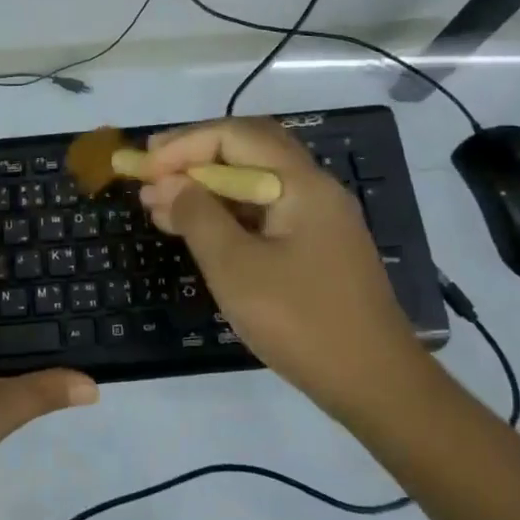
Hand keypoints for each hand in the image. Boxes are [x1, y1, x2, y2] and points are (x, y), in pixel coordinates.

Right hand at [140, 118, 423, 410]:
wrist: (375, 384)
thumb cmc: (300, 321)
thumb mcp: (235, 267)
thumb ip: (197, 216)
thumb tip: (167, 183)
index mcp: (300, 182)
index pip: (233, 136)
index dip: (183, 145)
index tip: (144, 167)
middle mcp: (313, 188)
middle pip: (247, 148)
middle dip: (194, 155)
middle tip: (150, 170)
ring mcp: (317, 218)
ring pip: (253, 181)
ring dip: (206, 185)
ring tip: (157, 202)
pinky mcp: (314, 247)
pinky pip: (262, 211)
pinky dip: (225, 212)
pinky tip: (194, 228)